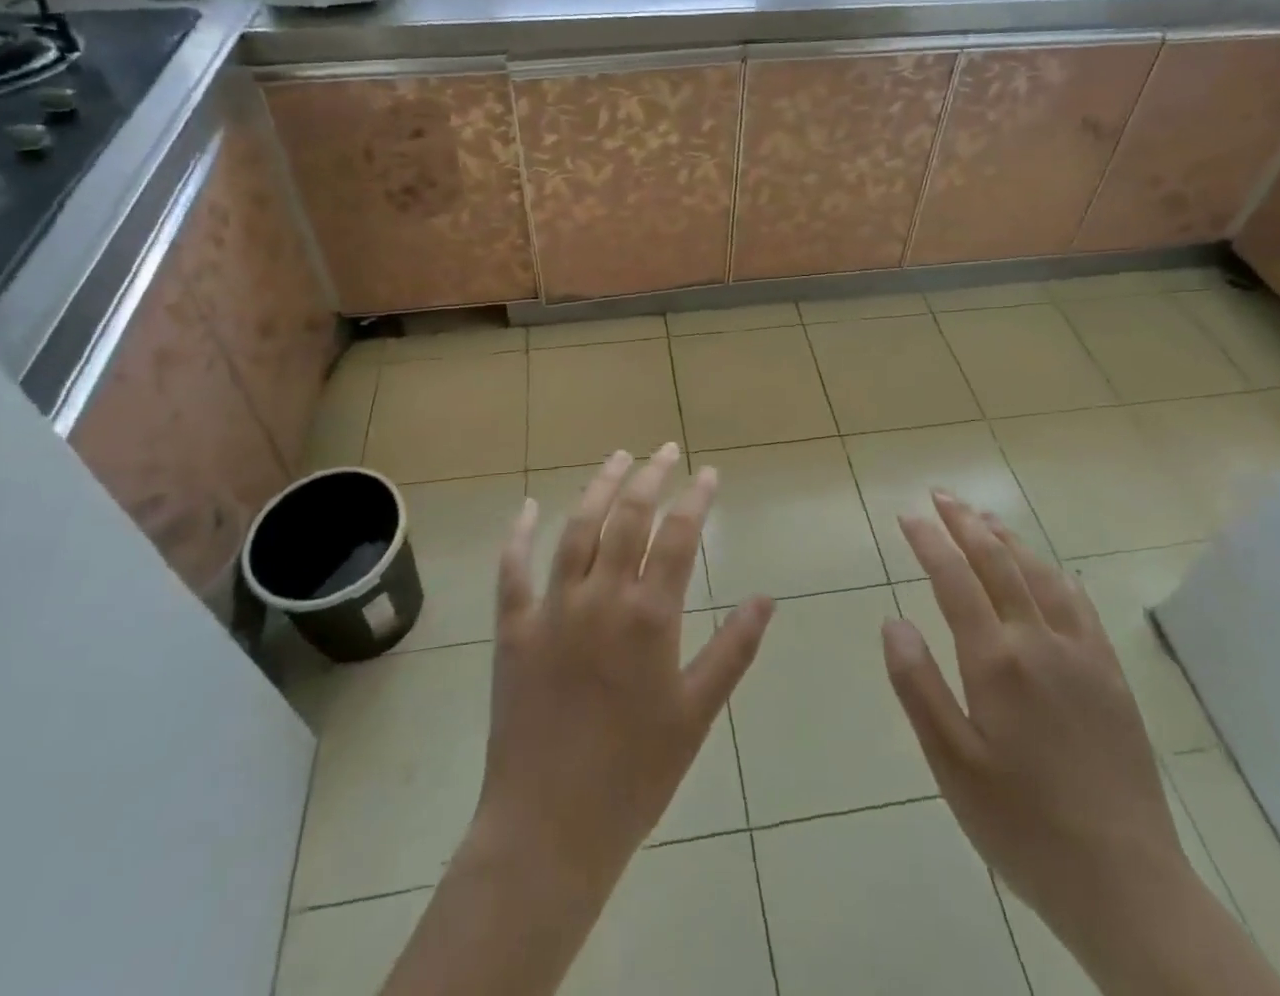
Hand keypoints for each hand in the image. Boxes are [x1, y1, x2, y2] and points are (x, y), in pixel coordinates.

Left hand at [475, 443, 773, 891]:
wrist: (550, 828)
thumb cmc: (635, 774)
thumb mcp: (697, 714)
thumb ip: (733, 649)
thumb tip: (766, 598)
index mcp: (649, 617)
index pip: (679, 536)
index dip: (696, 498)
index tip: (708, 473)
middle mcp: (601, 598)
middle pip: (627, 517)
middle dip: (649, 476)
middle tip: (665, 449)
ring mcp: (552, 609)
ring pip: (577, 529)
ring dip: (598, 487)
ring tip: (616, 457)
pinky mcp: (514, 629)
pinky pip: (513, 570)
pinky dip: (519, 534)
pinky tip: (528, 506)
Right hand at [882, 493, 1188, 957]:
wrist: (1127, 884)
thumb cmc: (1023, 825)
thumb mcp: (951, 764)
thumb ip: (917, 686)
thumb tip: (893, 620)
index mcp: (996, 661)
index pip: (955, 579)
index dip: (929, 542)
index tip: (907, 515)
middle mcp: (1040, 642)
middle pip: (999, 563)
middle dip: (966, 523)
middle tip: (941, 496)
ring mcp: (1082, 657)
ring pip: (1041, 575)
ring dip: (1009, 539)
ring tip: (985, 518)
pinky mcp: (1111, 678)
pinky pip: (1080, 607)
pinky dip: (1056, 576)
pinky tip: (1050, 571)